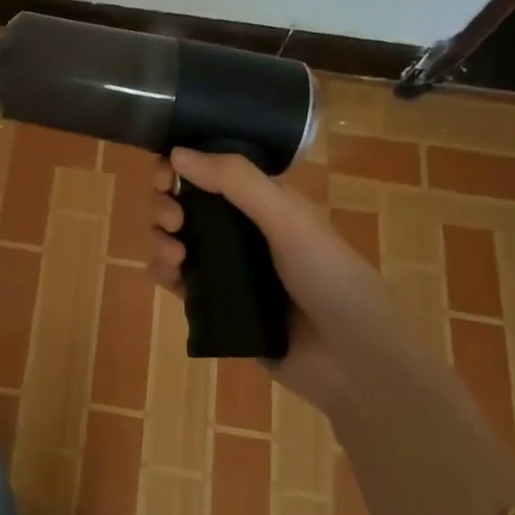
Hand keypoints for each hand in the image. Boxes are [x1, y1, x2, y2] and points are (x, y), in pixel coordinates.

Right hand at [148, 148, 408, 408]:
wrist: (354, 361)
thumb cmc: (329, 278)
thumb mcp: (288, 220)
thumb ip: (236, 182)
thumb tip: (176, 153)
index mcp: (263, 202)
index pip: (210, 171)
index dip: (180, 168)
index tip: (164, 178)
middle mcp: (241, 230)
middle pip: (184, 204)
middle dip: (166, 205)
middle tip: (173, 220)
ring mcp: (227, 268)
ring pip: (175, 240)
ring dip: (160, 239)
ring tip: (175, 256)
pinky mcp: (216, 305)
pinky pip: (177, 281)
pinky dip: (163, 273)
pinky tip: (171, 277)